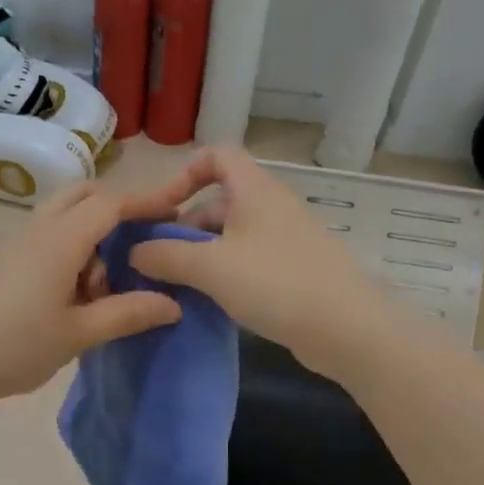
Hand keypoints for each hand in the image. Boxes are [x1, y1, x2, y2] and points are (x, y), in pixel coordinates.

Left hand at [0, 183, 183, 406]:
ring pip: (61, 217)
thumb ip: (127, 314)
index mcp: (60, 239)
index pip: (110, 203)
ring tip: (100, 290)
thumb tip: (172, 304)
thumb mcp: (78, 334)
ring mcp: (13, 242)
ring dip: (89, 236)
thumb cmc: (15, 346)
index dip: (146, 202)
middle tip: (138, 243)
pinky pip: (43, 238)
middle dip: (115, 208)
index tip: (175, 211)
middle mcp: (36, 228)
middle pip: (82, 196)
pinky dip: (67, 250)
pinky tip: (68, 297)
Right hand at [126, 146, 398, 376]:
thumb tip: (135, 252)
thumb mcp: (211, 267)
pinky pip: (249, 261)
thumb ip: (166, 255)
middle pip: (219, 201)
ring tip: (179, 287)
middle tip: (160, 262)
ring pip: (232, 235)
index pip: (217, 155)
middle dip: (185, 227)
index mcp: (255, 190)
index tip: (163, 209)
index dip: (185, 173)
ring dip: (202, 255)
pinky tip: (211, 302)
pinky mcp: (294, 270)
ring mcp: (286, 239)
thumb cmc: (276, 283)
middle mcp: (272, 206)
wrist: (348, 329)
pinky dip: (226, 274)